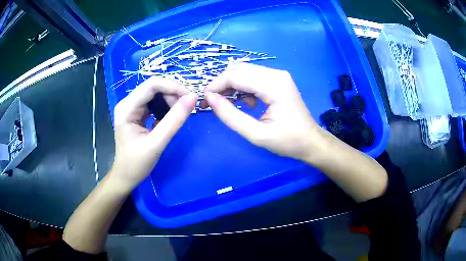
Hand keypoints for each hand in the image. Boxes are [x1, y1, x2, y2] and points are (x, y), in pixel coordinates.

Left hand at [111, 77, 196, 191]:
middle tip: (185, 110)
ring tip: (177, 115)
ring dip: (169, 100)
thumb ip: (174, 120)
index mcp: (127, 108)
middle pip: (153, 87)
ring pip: (154, 93)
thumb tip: (193, 98)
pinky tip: (168, 119)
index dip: (173, 86)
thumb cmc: (137, 164)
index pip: (152, 85)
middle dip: (172, 94)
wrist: (125, 176)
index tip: (191, 98)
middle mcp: (127, 103)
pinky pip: (152, 102)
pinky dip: (164, 107)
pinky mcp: (135, 113)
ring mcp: (130, 107)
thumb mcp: (157, 143)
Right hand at [205, 63, 325, 162]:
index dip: (216, 86)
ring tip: (232, 105)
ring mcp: (278, 75)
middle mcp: (276, 74)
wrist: (311, 141)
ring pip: (244, 71)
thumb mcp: (256, 134)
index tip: (205, 101)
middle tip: (214, 103)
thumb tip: (210, 99)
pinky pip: (253, 76)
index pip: (235, 75)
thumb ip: (230, 116)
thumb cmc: (288, 141)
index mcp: (273, 85)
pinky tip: (248, 103)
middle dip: (222, 84)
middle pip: (238, 69)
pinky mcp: (278, 79)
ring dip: (232, 85)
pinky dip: (243, 87)